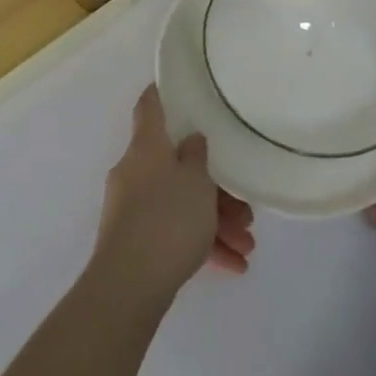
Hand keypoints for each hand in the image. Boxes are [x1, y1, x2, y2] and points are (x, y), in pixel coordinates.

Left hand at [91, 86, 255, 307]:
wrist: (129, 286)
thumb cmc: (167, 219)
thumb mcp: (196, 181)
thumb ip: (197, 155)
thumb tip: (190, 140)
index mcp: (146, 146)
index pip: (150, 106)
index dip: (164, 94)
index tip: (183, 90)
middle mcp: (135, 171)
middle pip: (177, 165)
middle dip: (214, 186)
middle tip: (244, 210)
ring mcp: (132, 208)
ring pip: (180, 203)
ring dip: (215, 221)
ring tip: (247, 246)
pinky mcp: (136, 241)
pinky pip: (173, 232)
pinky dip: (200, 244)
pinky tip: (233, 265)